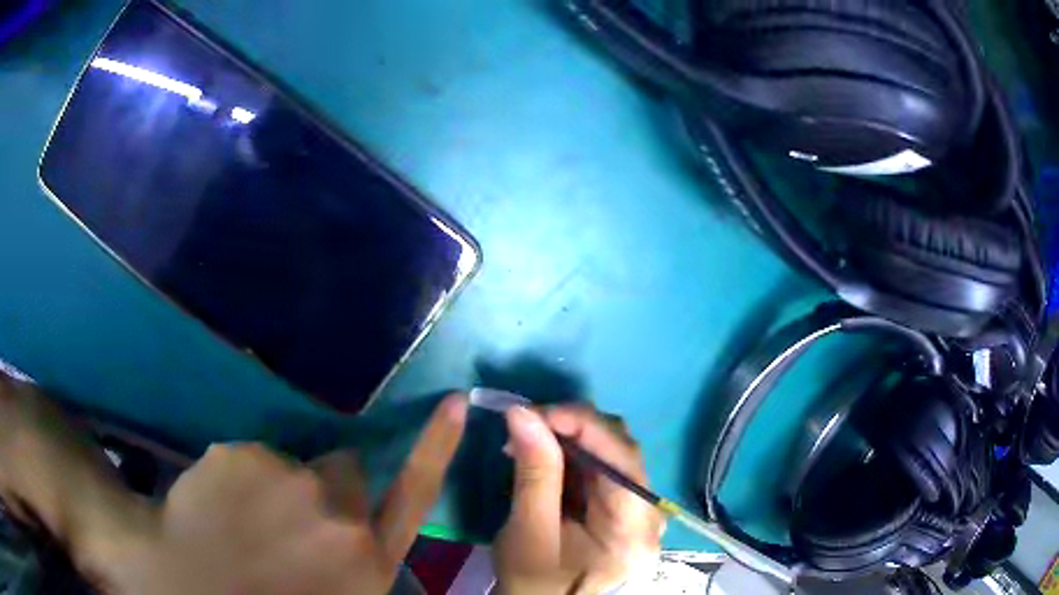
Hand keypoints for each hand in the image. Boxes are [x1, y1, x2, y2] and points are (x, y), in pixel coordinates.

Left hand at [101, 393, 467, 594]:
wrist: (181, 584)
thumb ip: (356, 560)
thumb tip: (359, 521)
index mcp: (364, 557)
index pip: (414, 492)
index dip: (436, 445)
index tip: (458, 400)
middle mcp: (337, 515)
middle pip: (346, 472)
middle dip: (325, 488)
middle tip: (288, 521)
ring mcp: (286, 479)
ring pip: (294, 464)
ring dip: (278, 485)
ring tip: (245, 521)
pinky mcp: (240, 454)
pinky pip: (250, 456)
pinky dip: (238, 475)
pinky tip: (216, 504)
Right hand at [494, 405, 662, 594]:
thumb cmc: (535, 582)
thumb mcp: (529, 531)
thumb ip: (533, 472)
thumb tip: (523, 412)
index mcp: (634, 527)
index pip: (621, 458)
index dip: (581, 424)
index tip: (534, 412)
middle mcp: (649, 514)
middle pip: (622, 451)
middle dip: (573, 429)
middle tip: (527, 424)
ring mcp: (638, 511)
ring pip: (611, 455)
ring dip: (569, 440)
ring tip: (528, 440)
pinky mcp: (621, 511)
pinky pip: (602, 470)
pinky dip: (571, 457)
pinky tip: (543, 457)